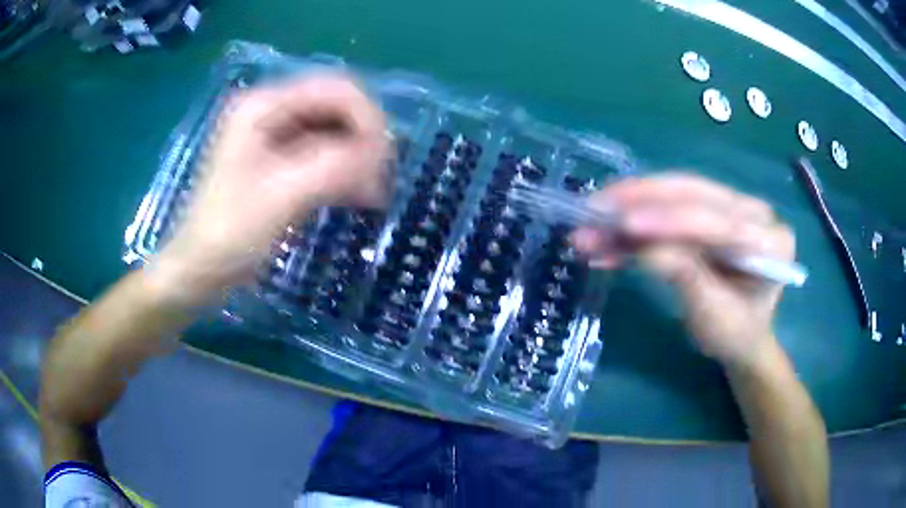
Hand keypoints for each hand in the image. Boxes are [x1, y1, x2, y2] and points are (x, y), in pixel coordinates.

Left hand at [151, 74, 390, 302]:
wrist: (199, 270)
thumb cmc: (228, 234)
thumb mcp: (280, 197)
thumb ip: (333, 166)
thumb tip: (381, 152)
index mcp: (263, 106)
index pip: (335, 89)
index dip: (367, 118)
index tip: (383, 162)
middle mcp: (271, 110)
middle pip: (337, 106)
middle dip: (365, 138)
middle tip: (381, 178)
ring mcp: (275, 135)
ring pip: (335, 130)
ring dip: (359, 156)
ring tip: (373, 193)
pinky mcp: (281, 160)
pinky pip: (325, 153)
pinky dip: (345, 171)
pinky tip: (359, 195)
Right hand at [571, 174, 794, 369]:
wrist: (741, 339)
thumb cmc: (735, 334)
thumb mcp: (713, 316)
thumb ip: (685, 277)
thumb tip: (642, 246)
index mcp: (770, 239)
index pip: (717, 220)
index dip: (669, 220)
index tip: (624, 222)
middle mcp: (752, 212)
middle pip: (693, 194)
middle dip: (640, 200)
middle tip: (594, 208)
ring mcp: (729, 209)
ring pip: (674, 197)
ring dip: (629, 211)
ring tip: (588, 228)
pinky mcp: (708, 215)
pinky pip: (668, 212)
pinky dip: (635, 228)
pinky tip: (606, 241)